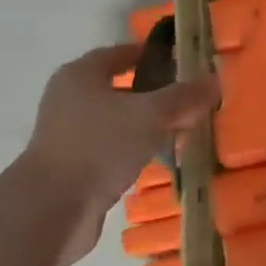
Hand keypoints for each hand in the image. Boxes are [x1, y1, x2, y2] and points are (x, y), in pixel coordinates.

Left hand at [17, 43, 219, 265]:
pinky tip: (160, 161)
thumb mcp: (151, 115)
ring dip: (148, 127)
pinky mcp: (72, 170)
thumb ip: (184, 97)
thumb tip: (215, 80)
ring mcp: (68, 137)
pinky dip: (135, 152)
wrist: (50, 212)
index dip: (152, 55)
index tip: (183, 62)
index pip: (121, 53)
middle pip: (121, 89)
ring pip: (119, 123)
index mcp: (80, 75)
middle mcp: (70, 100)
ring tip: (183, 132)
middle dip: (156, 95)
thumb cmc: (99, 147)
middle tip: (191, 100)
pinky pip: (113, 151)